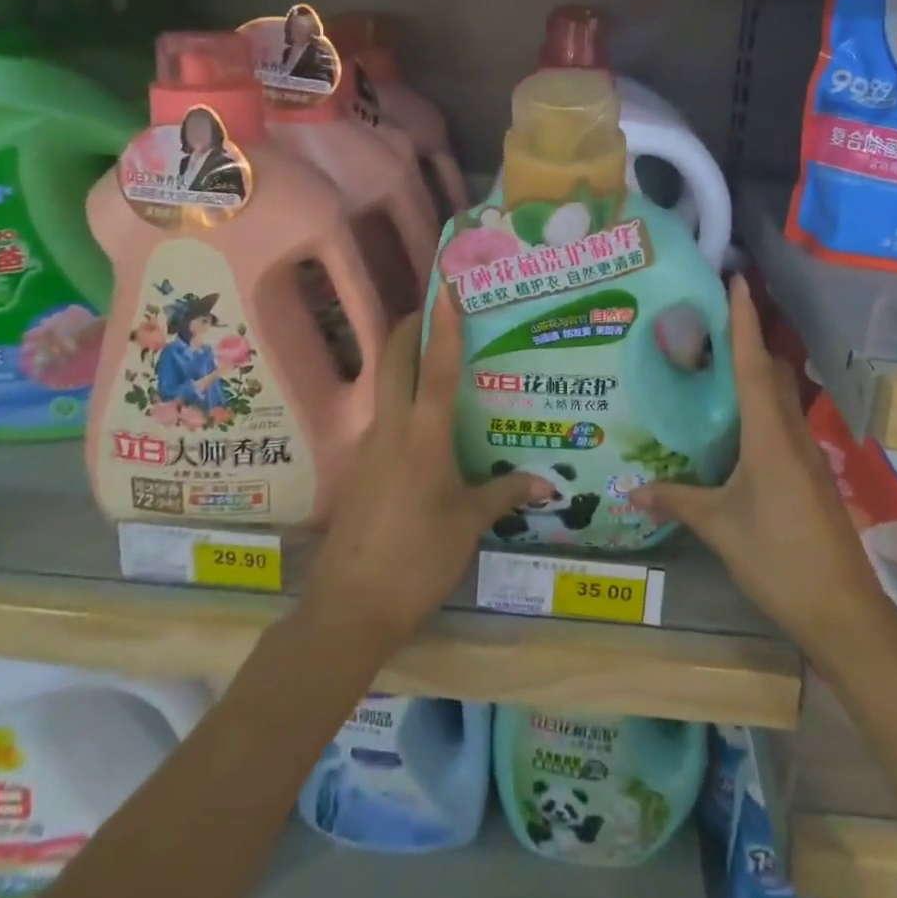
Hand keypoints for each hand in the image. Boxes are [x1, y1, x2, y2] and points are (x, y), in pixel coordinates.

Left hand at [305, 290, 547, 649]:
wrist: (349, 608)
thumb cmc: (417, 560)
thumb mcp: (467, 526)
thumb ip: (504, 494)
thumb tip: (548, 482)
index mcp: (423, 437)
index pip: (436, 368)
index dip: (444, 326)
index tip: (446, 289)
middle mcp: (392, 429)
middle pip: (395, 360)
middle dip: (411, 327)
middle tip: (436, 308)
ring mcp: (370, 447)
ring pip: (384, 385)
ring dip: (404, 360)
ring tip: (438, 355)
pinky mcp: (361, 467)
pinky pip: (383, 416)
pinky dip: (401, 398)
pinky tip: (424, 418)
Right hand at [632, 277, 890, 668]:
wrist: (844, 611)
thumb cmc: (779, 559)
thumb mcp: (719, 528)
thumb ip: (677, 501)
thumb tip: (632, 490)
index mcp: (769, 435)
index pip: (753, 364)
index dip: (744, 320)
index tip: (738, 281)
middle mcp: (791, 434)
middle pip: (772, 372)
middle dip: (749, 339)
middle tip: (712, 319)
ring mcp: (806, 455)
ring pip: (780, 397)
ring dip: (755, 372)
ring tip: (717, 363)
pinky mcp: (810, 475)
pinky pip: (782, 424)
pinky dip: (761, 407)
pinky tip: (737, 424)